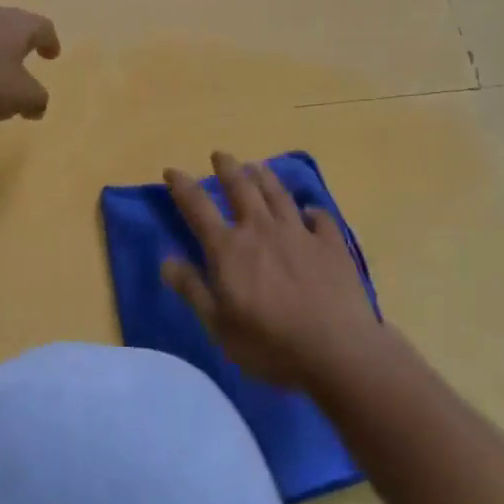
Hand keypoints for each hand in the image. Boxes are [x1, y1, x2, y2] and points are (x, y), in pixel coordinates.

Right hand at [162, 152, 380, 391]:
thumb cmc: (269, 344)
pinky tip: (310, 211)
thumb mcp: (219, 326)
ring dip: (264, 177)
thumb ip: (192, 289)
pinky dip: (312, 210)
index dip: (182, 186)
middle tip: (220, 154)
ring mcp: (299, 233)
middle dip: (228, 168)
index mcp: (229, 248)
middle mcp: (261, 229)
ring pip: (278, 194)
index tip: (172, 170)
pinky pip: (320, 218)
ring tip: (257, 166)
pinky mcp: (331, 244)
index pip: (198, 206)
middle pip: (241, 187)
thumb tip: (167, 259)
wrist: (337, 350)